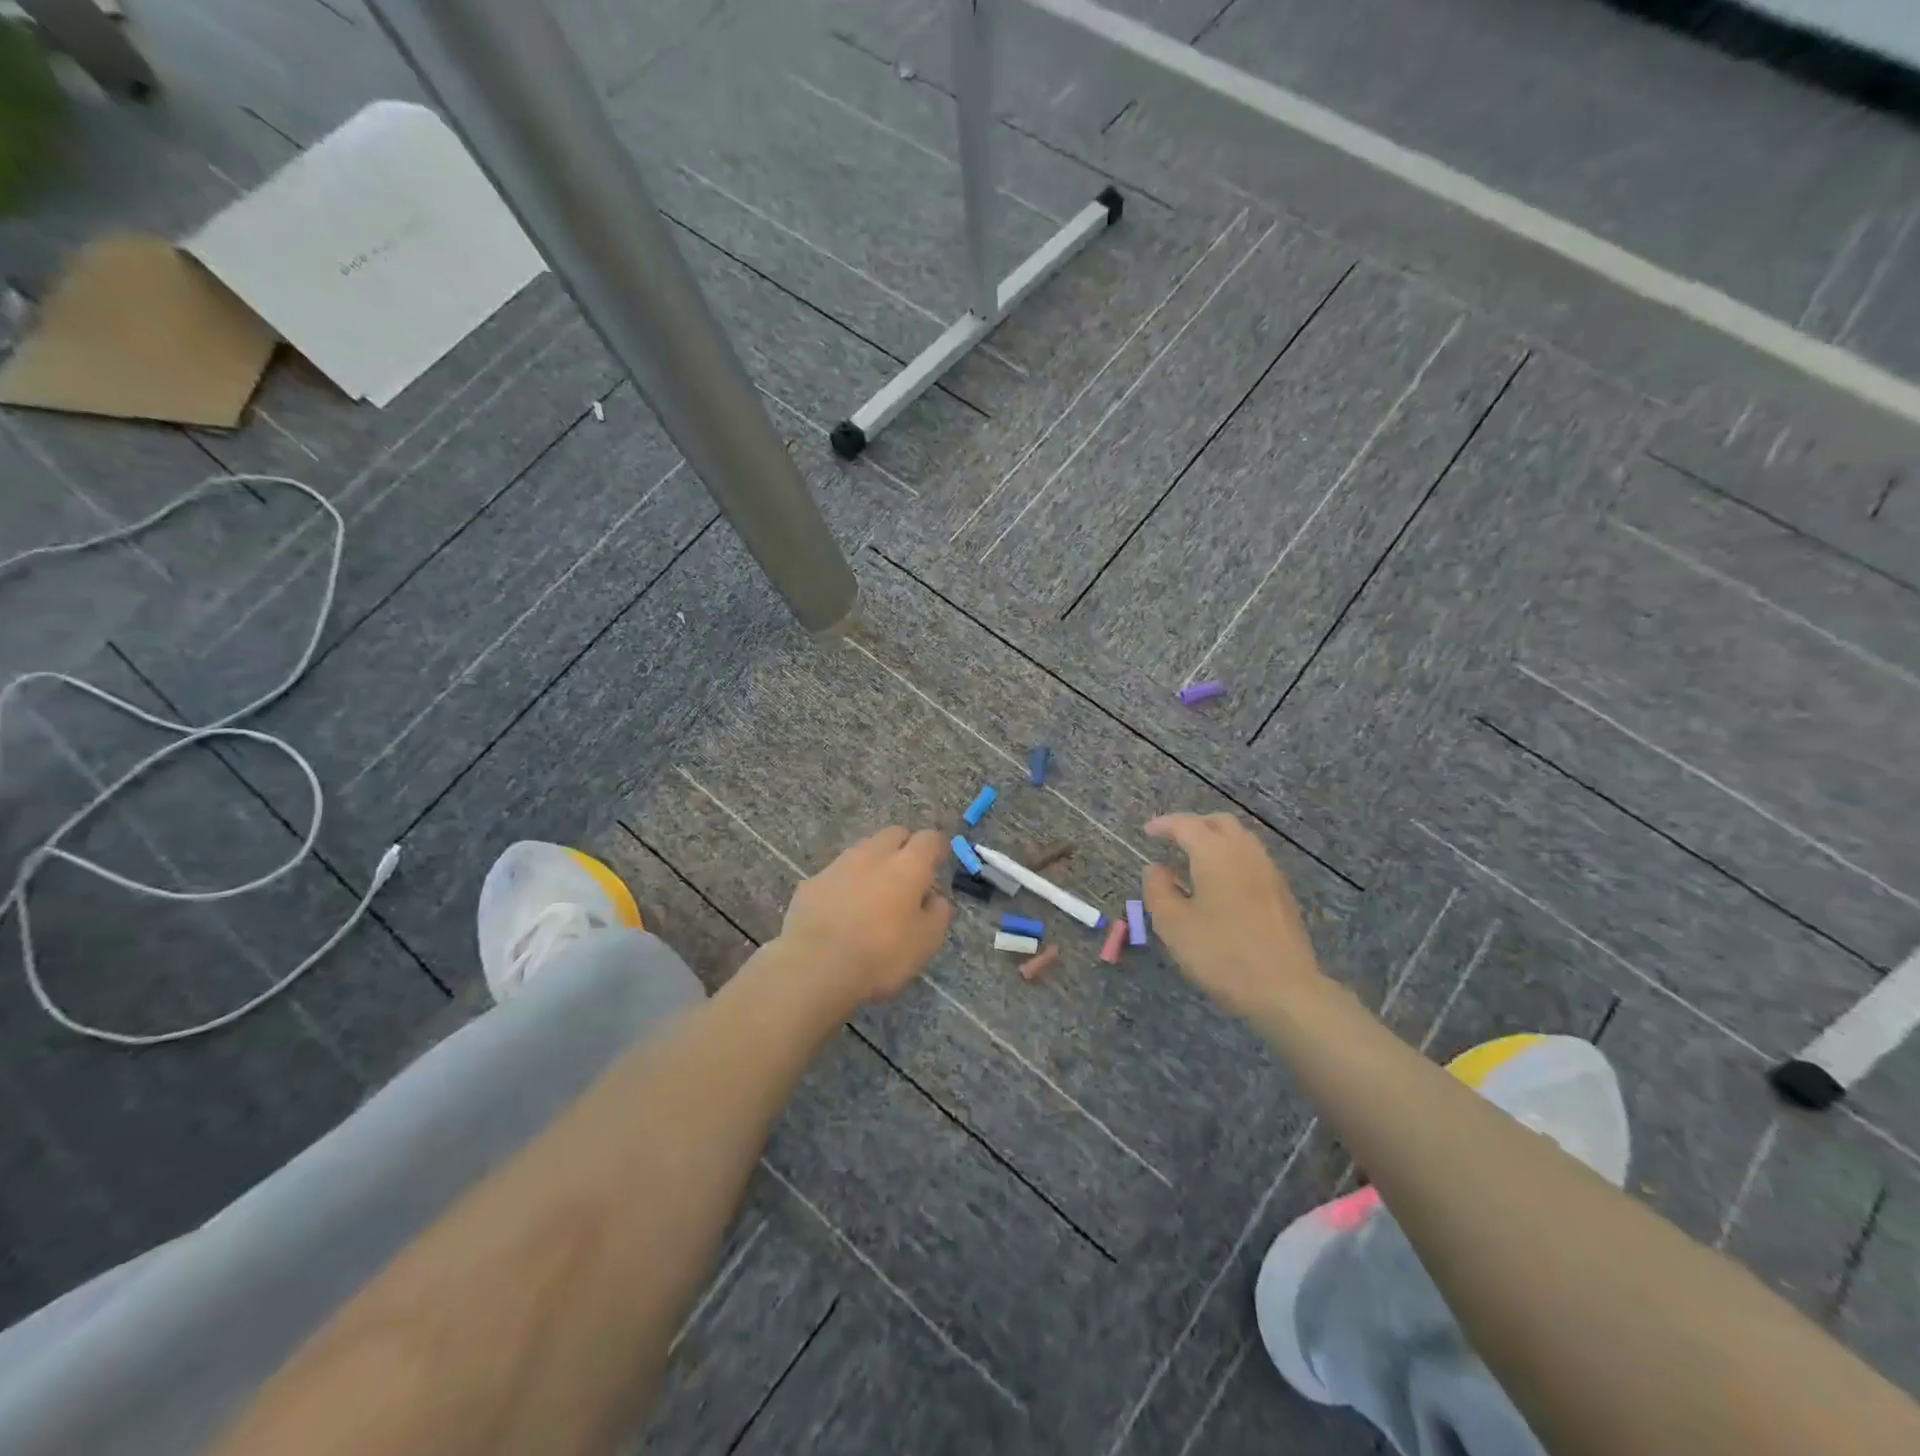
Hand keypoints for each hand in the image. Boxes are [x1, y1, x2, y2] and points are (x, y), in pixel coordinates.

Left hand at [779, 827, 952, 1006]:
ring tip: (873, 892)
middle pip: (894, 833)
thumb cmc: (880, 956)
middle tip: (907, 874)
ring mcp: (839, 865)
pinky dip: (845, 883)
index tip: (939, 862)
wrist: (815, 967)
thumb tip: (934, 898)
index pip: (929, 838)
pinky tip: (841, 909)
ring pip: (863, 850)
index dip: (937, 847)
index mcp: (907, 866)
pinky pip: (836, 873)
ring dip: (873, 862)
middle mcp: (873, 855)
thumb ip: (937, 913)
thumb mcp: (926, 943)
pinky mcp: (812, 881)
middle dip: (904, 846)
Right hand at [1142, 812, 1324, 1017]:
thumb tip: (1156, 868)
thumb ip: (1158, 890)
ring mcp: (1269, 872)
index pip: (1186, 825)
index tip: (1147, 831)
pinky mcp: (1282, 893)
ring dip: (1215, 840)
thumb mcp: (1173, 925)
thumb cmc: (1222, 954)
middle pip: (1219, 823)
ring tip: (1194, 860)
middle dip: (1193, 825)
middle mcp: (1245, 853)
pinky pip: (1252, 859)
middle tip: (1172, 839)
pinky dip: (1231, 858)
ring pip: (1240, 839)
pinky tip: (1220, 884)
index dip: (1164, 824)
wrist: (1285, 990)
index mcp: (1216, 854)